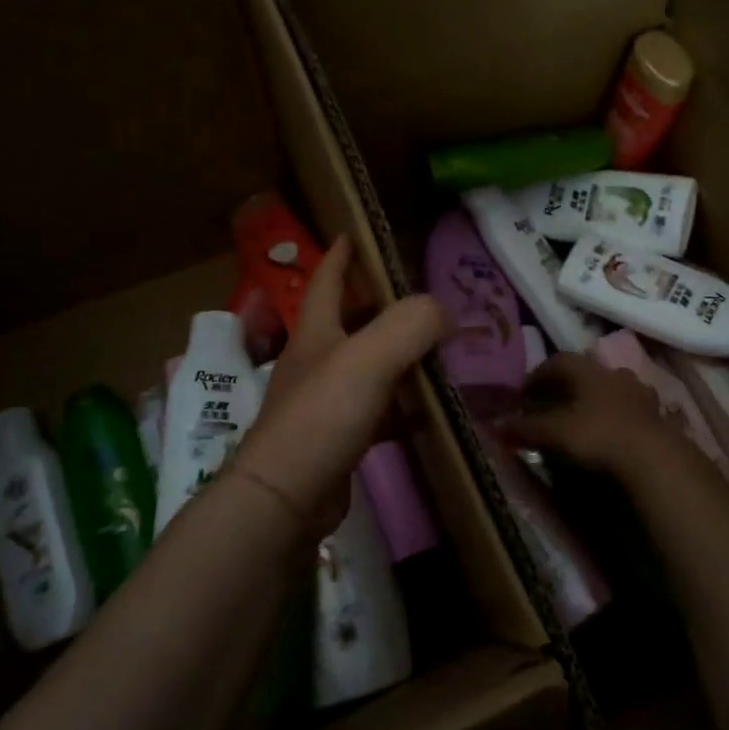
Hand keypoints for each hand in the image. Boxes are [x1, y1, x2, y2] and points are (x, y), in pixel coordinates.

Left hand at [236, 238, 447, 530]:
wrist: (287, 497)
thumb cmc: (322, 415)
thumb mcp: (368, 358)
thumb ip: (409, 325)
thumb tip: (441, 310)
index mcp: (316, 332)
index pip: (326, 280)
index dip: (341, 255)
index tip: (354, 233)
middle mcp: (316, 361)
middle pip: (350, 322)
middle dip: (382, 306)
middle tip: (424, 299)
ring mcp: (325, 402)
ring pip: (368, 367)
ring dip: (399, 357)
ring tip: (440, 351)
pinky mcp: (338, 438)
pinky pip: (378, 410)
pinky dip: (403, 405)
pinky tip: (430, 411)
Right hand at [504, 353, 682, 478]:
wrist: (654, 457)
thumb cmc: (598, 435)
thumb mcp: (554, 433)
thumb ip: (525, 428)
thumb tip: (495, 426)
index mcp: (588, 371)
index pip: (557, 361)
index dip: (538, 375)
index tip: (524, 393)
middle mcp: (614, 374)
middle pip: (585, 373)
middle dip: (566, 386)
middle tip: (550, 404)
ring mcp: (639, 393)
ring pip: (610, 389)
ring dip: (593, 400)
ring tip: (581, 418)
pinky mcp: (656, 416)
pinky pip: (629, 409)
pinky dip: (614, 417)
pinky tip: (610, 433)